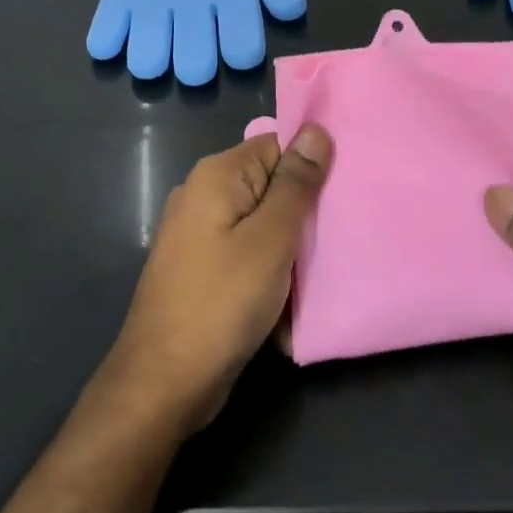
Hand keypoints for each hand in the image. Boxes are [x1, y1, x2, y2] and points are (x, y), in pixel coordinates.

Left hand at [103, 125, 331, 429]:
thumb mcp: (271, 238)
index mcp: (216, 176)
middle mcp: (202, 195)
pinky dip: (271, 264)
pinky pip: (247, 250)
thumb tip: (316, 131)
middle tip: (346, 224)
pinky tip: (296, 287)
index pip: (276, 145)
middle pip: (269, 182)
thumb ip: (295, 183)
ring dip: (292, 240)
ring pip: (261, 221)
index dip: (312, 162)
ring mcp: (199, 234)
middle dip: (305, 204)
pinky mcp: (203, 267)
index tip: (348, 185)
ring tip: (329, 256)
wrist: (164, 382)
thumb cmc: (222, 301)